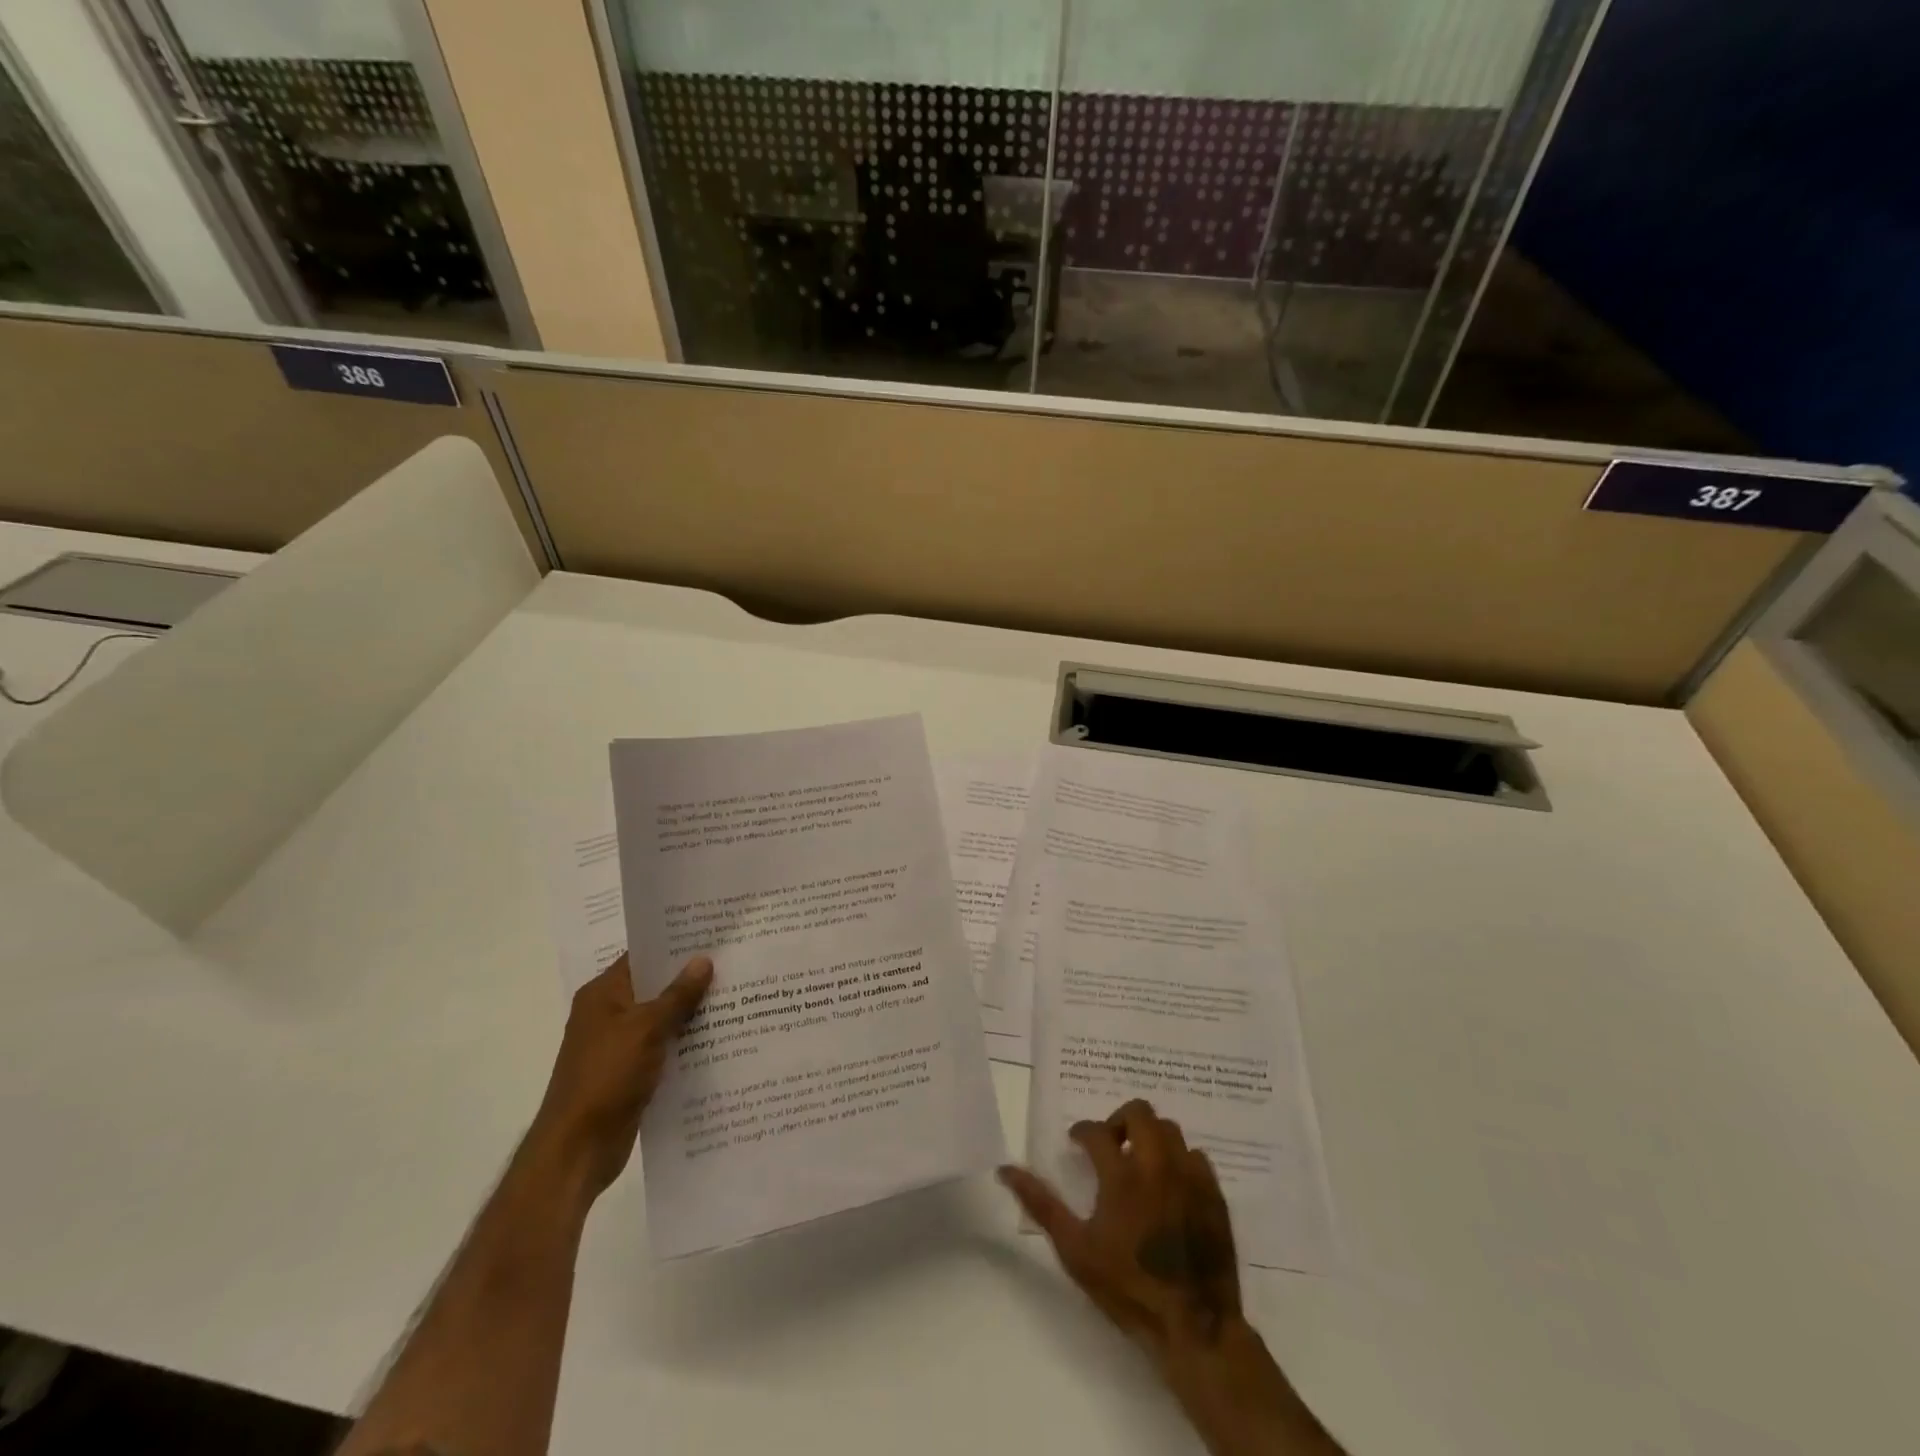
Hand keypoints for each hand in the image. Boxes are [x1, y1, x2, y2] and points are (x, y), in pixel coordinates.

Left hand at [529, 953, 711, 1200]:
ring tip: (738, 996)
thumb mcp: (646, 1028)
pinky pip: (664, 1048)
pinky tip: (721, 1039)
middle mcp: (609, 1014)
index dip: (675, 945)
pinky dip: (687, 1043)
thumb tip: (703, 960)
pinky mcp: (631, 1073)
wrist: (578, 1149)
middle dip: (691, 979)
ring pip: (663, 1019)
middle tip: (735, 962)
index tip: (713, 935)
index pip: (643, 956)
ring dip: (692, 1013)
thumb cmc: (606, 1077)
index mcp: (603, 994)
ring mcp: (619, 1046)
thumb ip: (677, 995)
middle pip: (655, 987)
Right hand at [999, 1098, 1241, 1367]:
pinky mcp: (1214, 1194)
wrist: (1193, 1326)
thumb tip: (1006, 1170)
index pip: (1096, 1130)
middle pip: (1140, 1112)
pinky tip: (1170, 1184)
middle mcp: (1157, 1164)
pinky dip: (1179, 1159)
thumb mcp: (1075, 1250)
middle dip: (1119, 1120)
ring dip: (1150, 1136)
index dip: (1081, 1131)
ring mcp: (1190, 1176)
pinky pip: (1196, 1156)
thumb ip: (1041, 1205)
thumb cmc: (1127, 1288)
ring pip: (1170, 1129)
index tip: (1076, 1143)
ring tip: (1139, 1162)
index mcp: (1121, 1175)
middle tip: (1111, 1145)